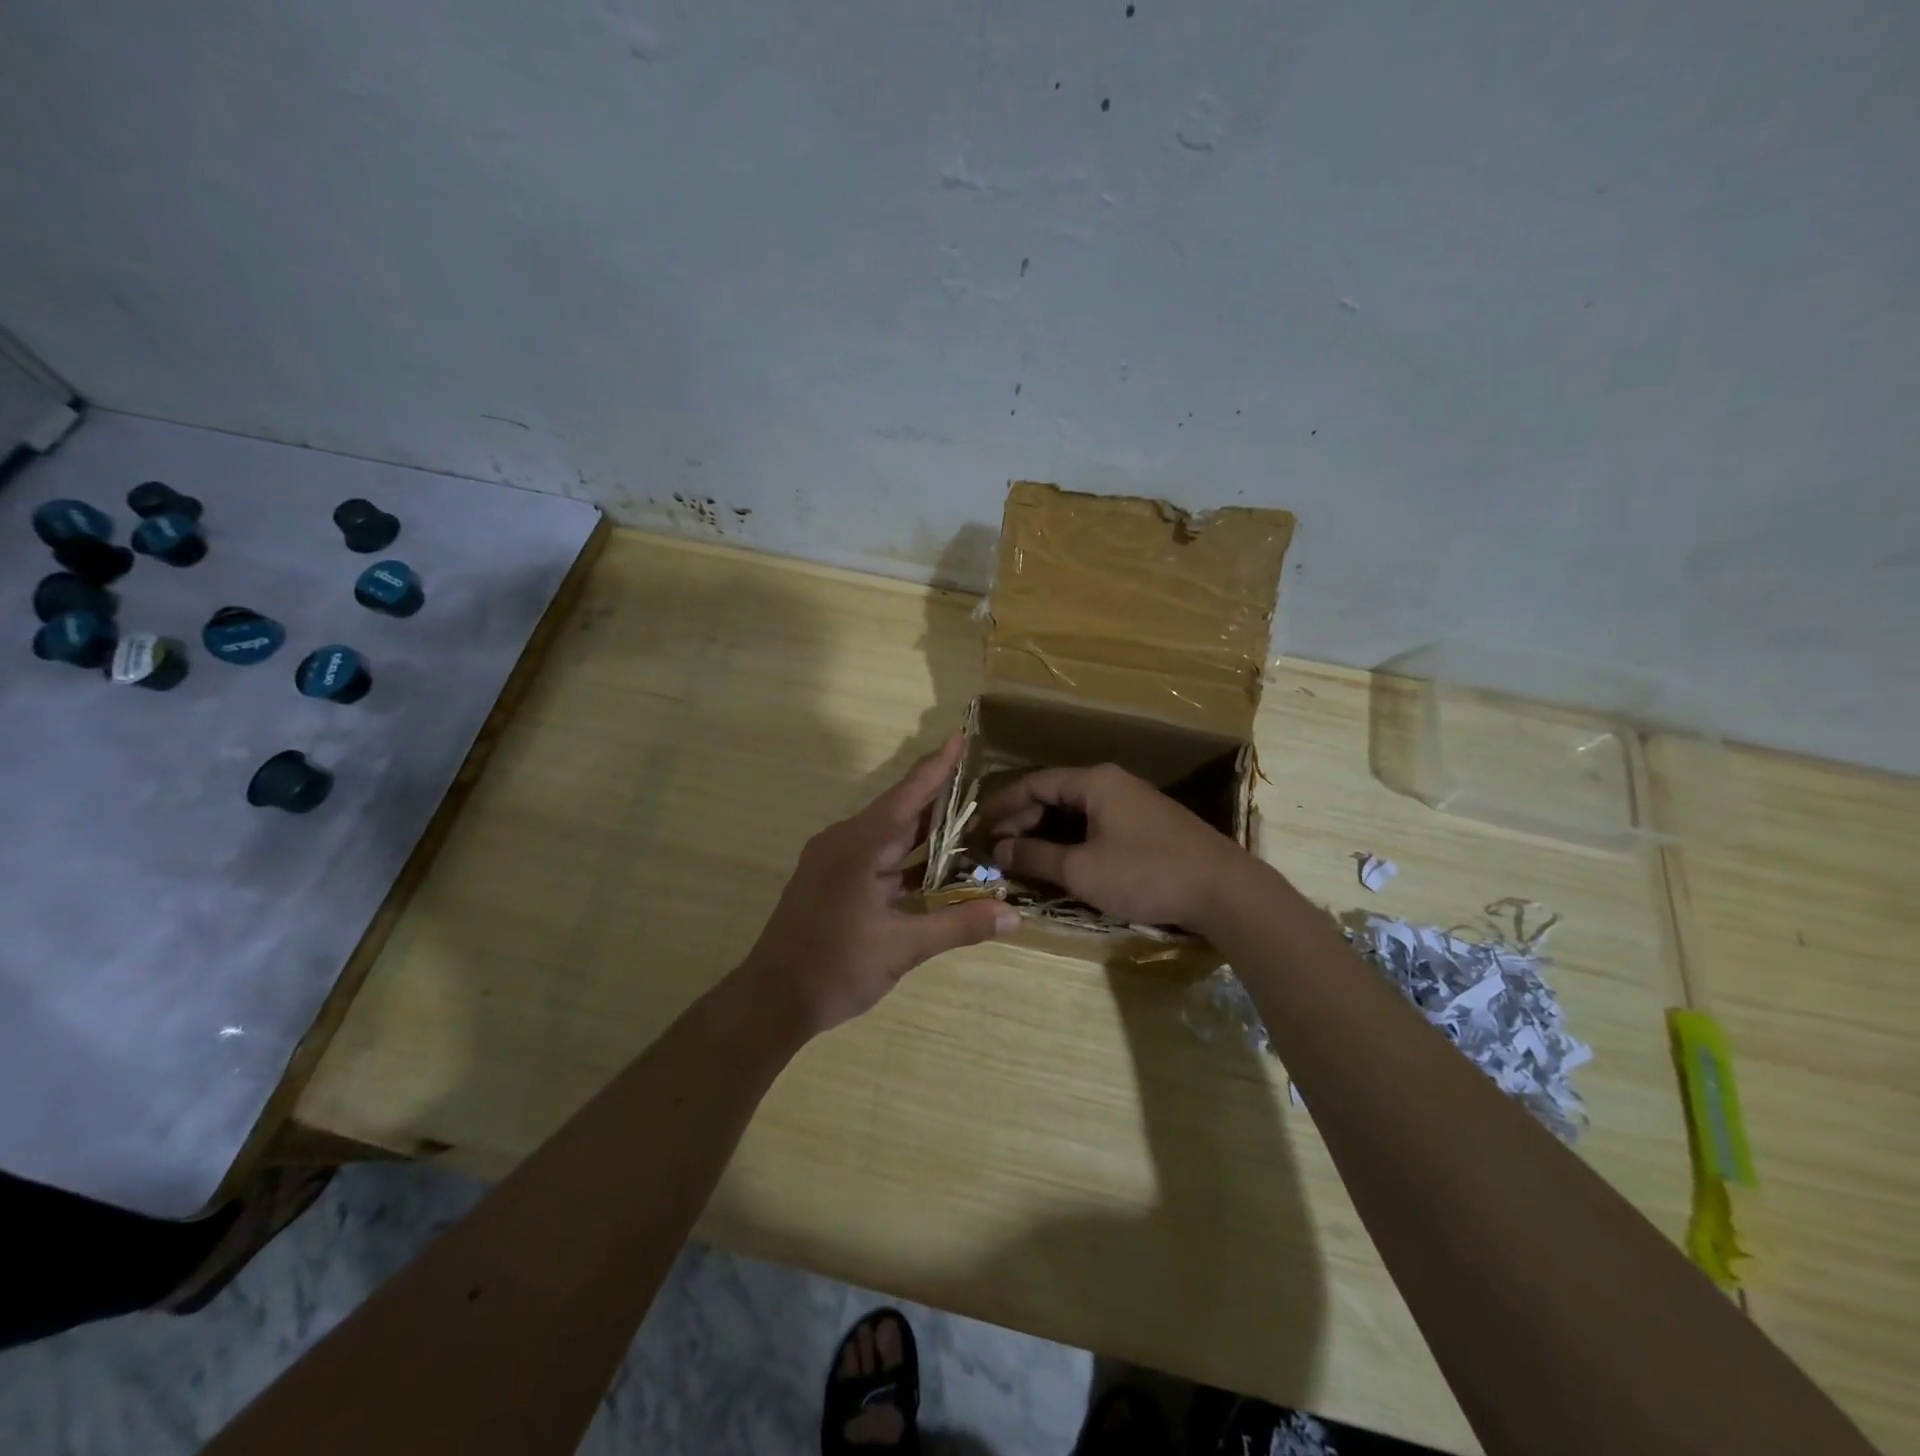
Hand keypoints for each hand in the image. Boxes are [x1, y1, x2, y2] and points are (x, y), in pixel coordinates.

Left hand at [739, 733, 1018, 1035]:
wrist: (772, 1001)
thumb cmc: (834, 968)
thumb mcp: (902, 948)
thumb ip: (958, 925)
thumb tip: (1013, 913)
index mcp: (858, 845)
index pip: (908, 795)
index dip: (937, 766)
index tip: (960, 736)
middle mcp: (844, 842)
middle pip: (899, 812)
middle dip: (939, 799)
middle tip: (980, 782)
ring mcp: (833, 862)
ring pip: (887, 837)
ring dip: (924, 833)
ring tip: (969, 822)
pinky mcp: (830, 881)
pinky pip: (875, 857)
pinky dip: (906, 859)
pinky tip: (935, 868)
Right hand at [980, 763, 1250, 929]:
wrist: (1224, 890)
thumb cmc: (1145, 873)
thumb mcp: (1081, 869)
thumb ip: (1036, 856)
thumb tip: (999, 849)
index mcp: (1094, 781)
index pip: (1035, 783)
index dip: (1003, 804)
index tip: (979, 827)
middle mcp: (1113, 783)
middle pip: (1055, 794)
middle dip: (1023, 820)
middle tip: (997, 847)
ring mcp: (1134, 802)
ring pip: (1077, 811)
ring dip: (1047, 832)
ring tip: (1022, 856)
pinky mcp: (1149, 825)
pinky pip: (1098, 823)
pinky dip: (1073, 839)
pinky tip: (1063, 861)